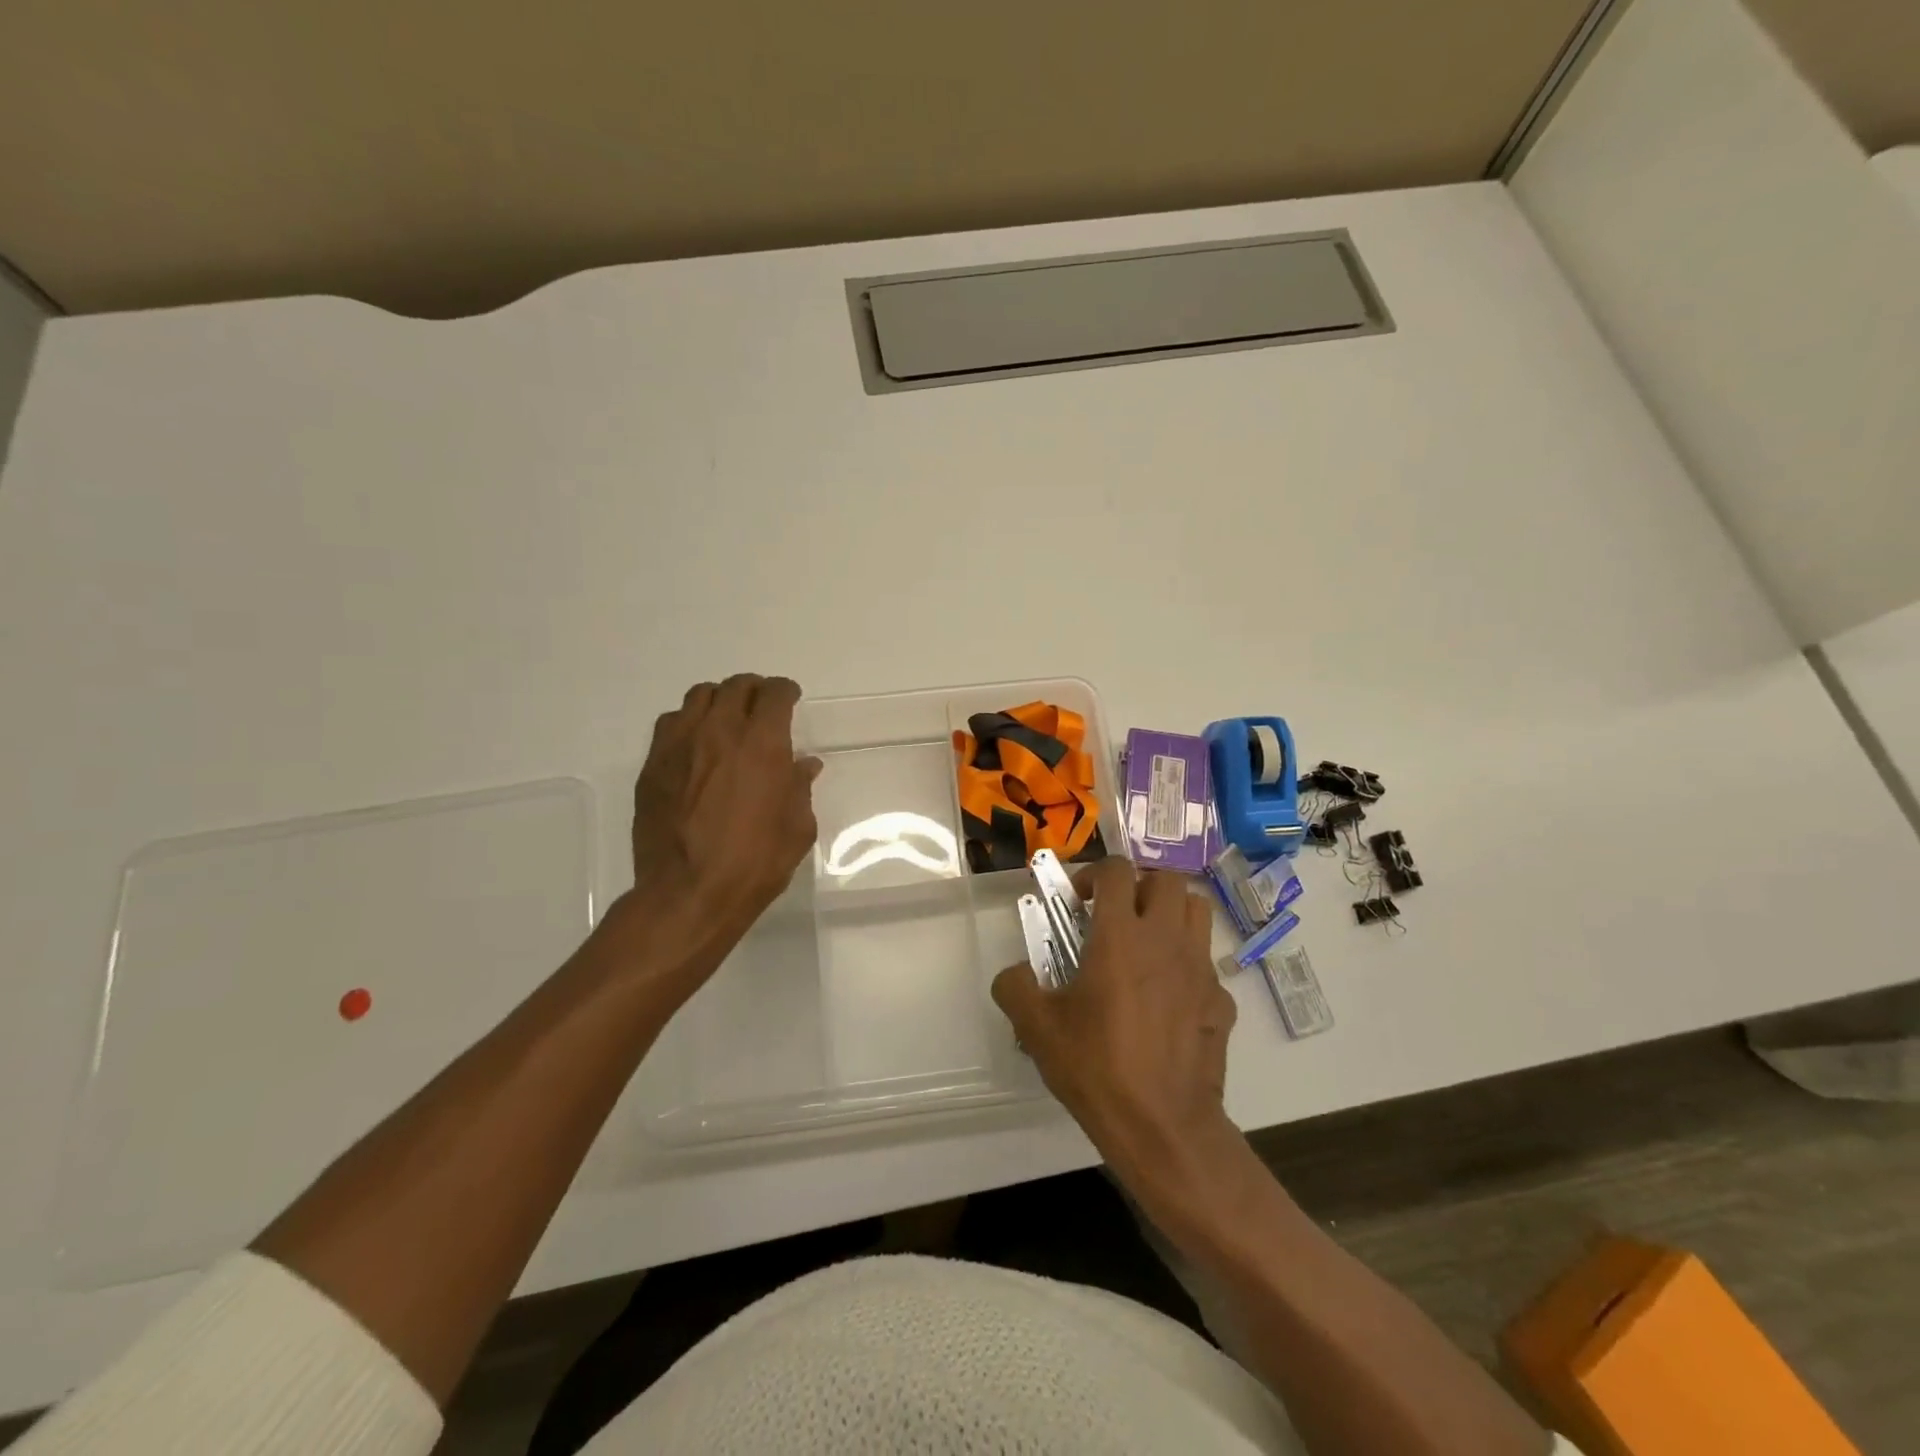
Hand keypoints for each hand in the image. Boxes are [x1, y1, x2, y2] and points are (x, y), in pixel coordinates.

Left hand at [609, 674, 820, 997]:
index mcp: (762, 745)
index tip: (790, 699)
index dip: (786, 691)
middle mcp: (720, 732)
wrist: (688, 894)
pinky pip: (670, 723)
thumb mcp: (797, 829)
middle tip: (762, 706)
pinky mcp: (653, 765)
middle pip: (736, 686)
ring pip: (699, 697)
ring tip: (727, 719)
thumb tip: (803, 765)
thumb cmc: (754, 864)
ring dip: (720, 700)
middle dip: (754, 689)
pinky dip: (688, 722)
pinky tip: (696, 745)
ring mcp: (680, 745)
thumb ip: (800, 788)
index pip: (774, 694)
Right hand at [992, 858, 1240, 1188]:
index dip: (1093, 875)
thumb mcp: (1036, 1028)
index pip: (1116, 870)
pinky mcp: (1222, 1001)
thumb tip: (1015, 974)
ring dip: (1171, 912)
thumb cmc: (1097, 1068)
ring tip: (1147, 942)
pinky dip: (1187, 968)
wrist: (1163, 1127)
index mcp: (1120, 936)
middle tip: (1117, 915)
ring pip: (1197, 909)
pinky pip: (1207, 965)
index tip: (1078, 903)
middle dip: (1139, 885)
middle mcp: (1166, 939)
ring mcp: (1201, 968)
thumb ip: (1015, 987)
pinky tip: (1168, 1001)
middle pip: (1166, 878)